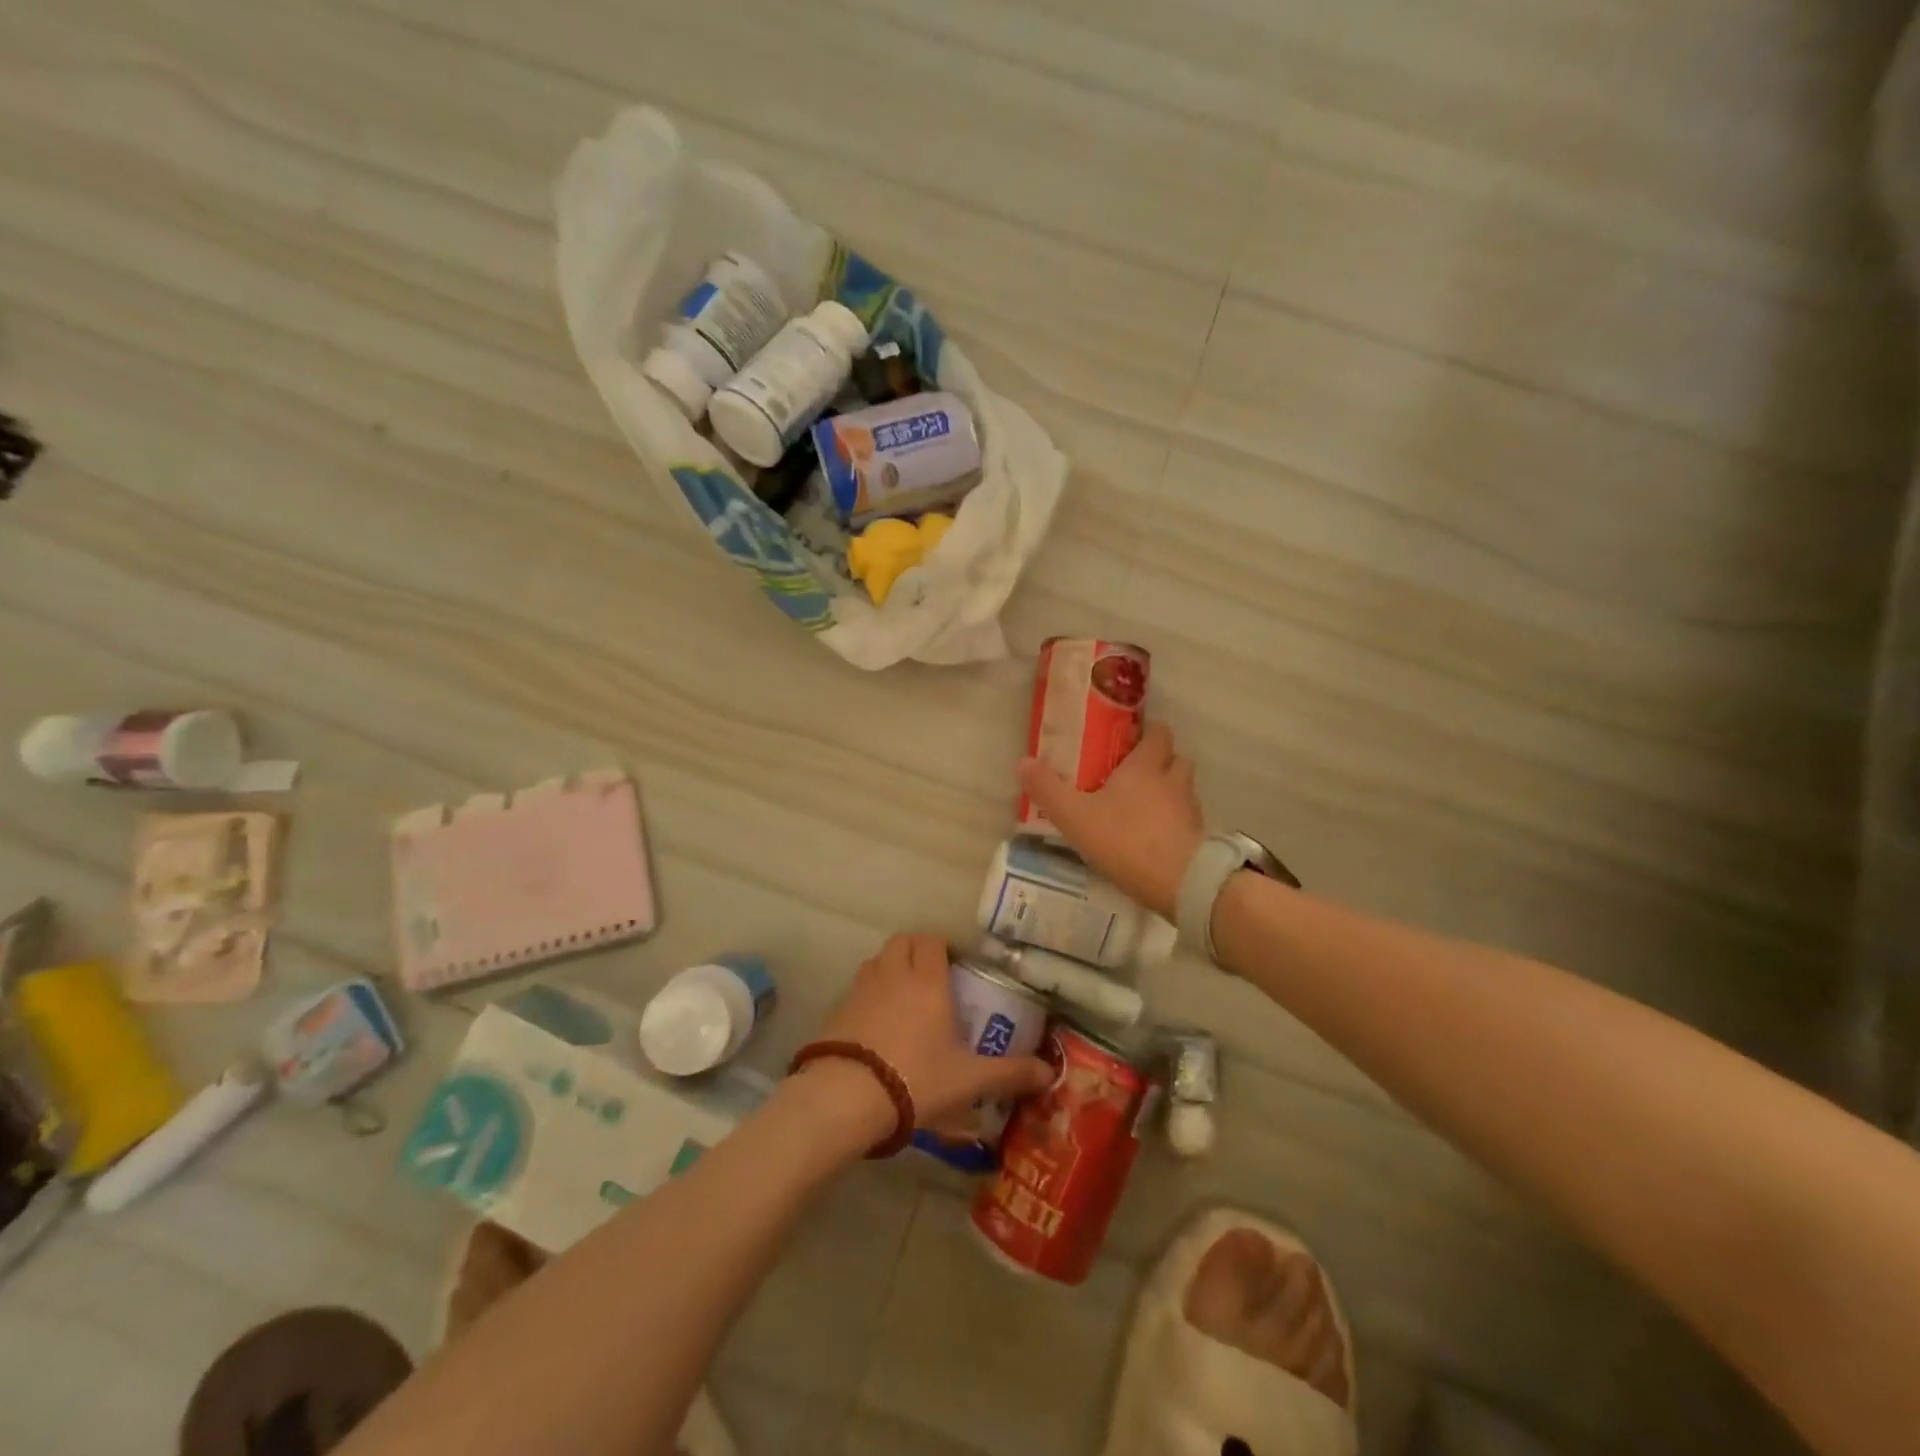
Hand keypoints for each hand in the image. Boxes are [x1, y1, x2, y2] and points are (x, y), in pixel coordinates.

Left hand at [809, 933, 1052, 1132]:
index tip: (955, 965)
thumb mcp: (970, 1080)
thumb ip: (1010, 1074)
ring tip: (904, 996)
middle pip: (902, 941)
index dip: (943, 946)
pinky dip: (869, 993)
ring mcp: (861, 989)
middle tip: (931, 976)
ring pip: (877, 960)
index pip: (932, 940)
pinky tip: (877, 1023)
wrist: (847, 1096)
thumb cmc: (917, 1078)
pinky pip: (857, 987)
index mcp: (927, 980)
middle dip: (916, 950)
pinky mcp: (837, 1009)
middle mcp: (893, 974)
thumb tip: (1050, 1072)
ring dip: (891, 967)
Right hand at [1017, 722, 1205, 919]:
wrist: (1180, 883)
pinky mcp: (1198, 838)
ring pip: (1183, 789)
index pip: (1158, 733)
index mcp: (1146, 766)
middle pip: (1176, 758)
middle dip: (1160, 761)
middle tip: (1134, 772)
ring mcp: (1190, 810)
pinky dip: (1174, 821)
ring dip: (1169, 791)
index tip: (1130, 739)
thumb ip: (1048, 789)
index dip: (1147, 732)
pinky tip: (1155, 836)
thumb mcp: (1075, 816)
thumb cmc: (1126, 840)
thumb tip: (1022, 761)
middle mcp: (1173, 781)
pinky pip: (1187, 820)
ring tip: (1144, 805)